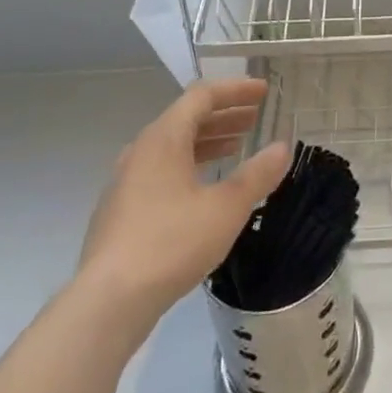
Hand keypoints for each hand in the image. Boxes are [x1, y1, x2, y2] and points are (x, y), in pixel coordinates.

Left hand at [75, 77, 289, 342]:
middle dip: (224, 115)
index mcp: (164, 138)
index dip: (236, 90)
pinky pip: (161, 171)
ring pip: (173, 146)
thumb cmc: (172, 243)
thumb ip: (257, 174)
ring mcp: (126, 182)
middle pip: (186, 118)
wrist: (108, 302)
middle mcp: (141, 151)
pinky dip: (189, 165)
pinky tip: (204, 188)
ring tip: (236, 148)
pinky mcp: (121, 211)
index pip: (202, 96)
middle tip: (255, 118)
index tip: (264, 92)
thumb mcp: (227, 208)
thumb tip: (283, 147)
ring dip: (208, 141)